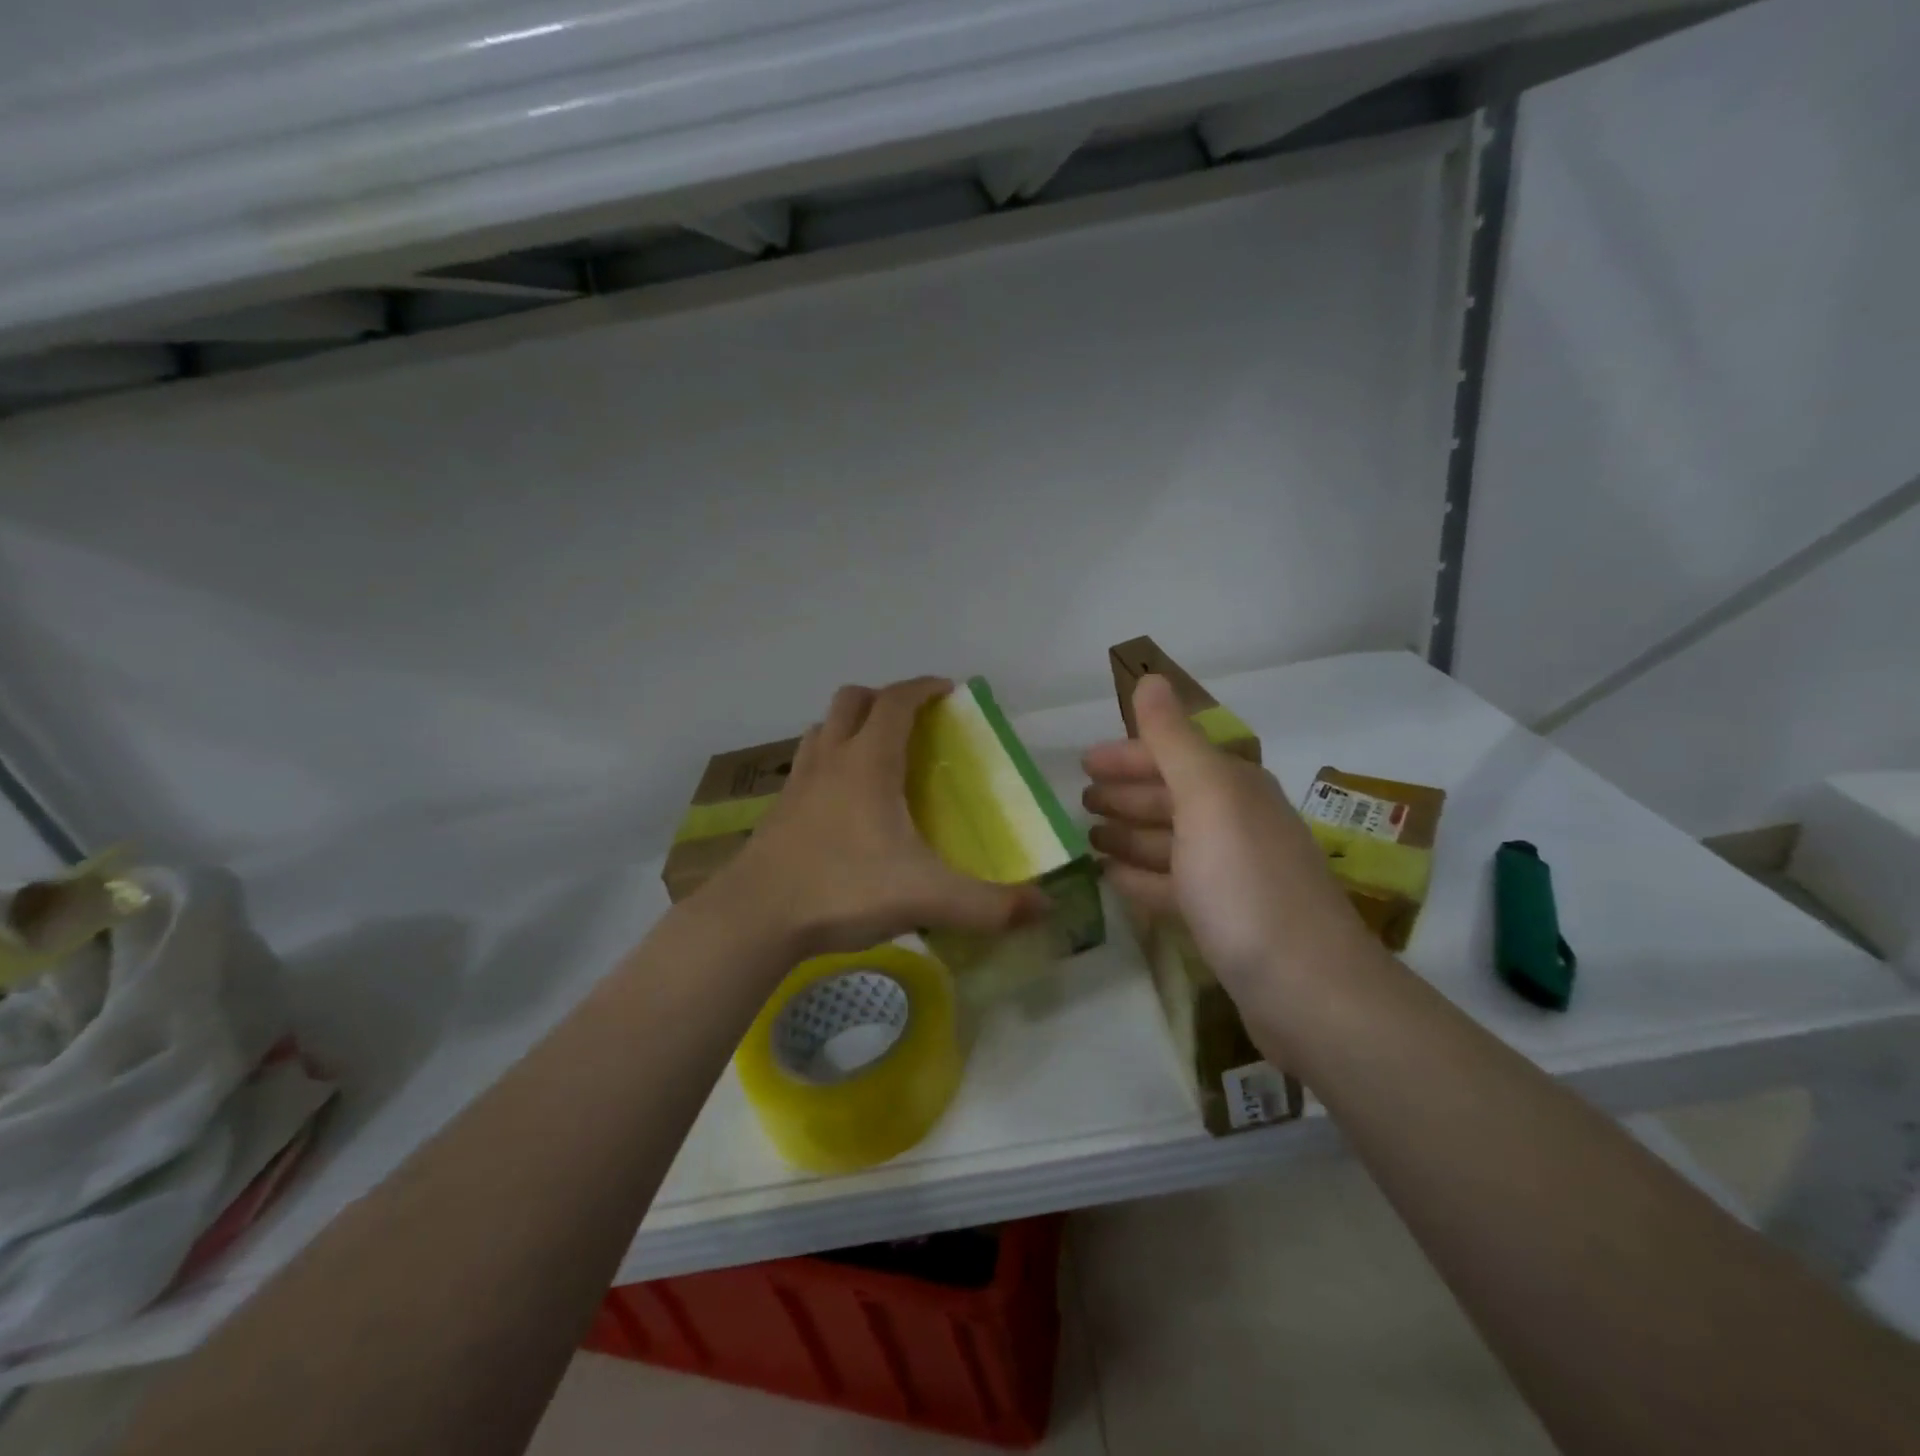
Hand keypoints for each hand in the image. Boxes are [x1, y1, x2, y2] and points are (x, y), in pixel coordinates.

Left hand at [706, 677, 1050, 960]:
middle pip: (851, 700)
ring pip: (823, 729)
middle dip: (883, 698)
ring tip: (875, 754)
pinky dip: (827, 763)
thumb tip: (1043, 908)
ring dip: (849, 726)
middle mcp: (830, 760)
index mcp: (868, 762)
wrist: (754, 918)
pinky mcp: (778, 812)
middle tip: (911, 721)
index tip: (947, 690)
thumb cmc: (843, 889)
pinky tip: (841, 802)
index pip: (896, 701)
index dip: (923, 687)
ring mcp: (797, 784)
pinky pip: (805, 766)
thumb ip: (989, 905)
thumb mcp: (927, 897)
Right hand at [1081, 675, 1371, 1017]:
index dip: (1128, 755)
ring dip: (1129, 836)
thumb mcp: (1206, 797)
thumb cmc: (1245, 882)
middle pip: (1171, 797)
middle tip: (1080, 801)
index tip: (1083, 763)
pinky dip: (1142, 878)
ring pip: (1169, 843)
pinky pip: (1172, 886)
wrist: (1306, 988)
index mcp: (1234, 788)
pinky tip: (1113, 880)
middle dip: (1126, 794)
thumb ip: (1172, 739)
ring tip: (1088, 839)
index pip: (1173, 755)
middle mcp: (1236, 823)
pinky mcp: (1225, 920)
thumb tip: (1150, 677)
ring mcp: (1232, 874)